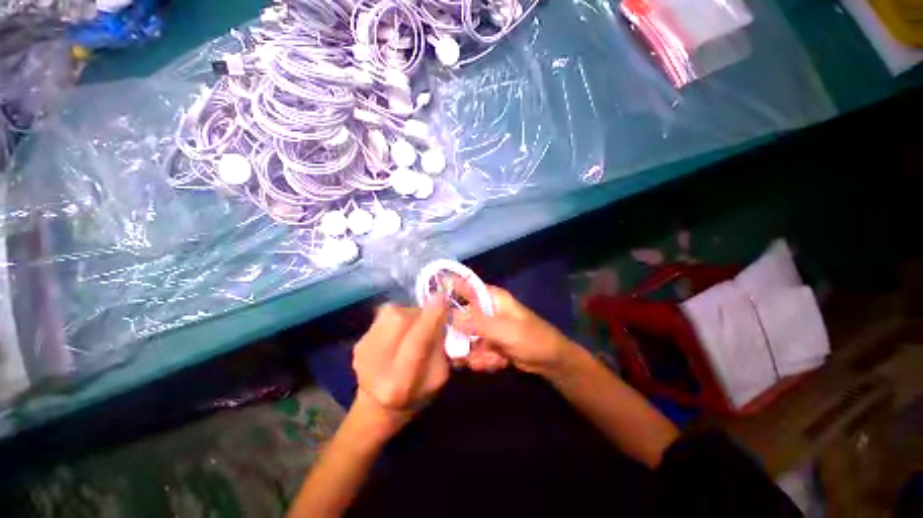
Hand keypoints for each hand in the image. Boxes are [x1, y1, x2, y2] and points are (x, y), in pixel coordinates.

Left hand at [352, 300, 448, 433]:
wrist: (377, 405)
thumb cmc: (417, 394)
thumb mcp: (439, 378)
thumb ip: (443, 348)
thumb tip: (443, 315)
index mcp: (399, 382)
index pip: (417, 342)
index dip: (430, 318)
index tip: (442, 297)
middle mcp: (375, 364)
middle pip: (401, 320)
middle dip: (420, 313)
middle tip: (430, 320)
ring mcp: (363, 349)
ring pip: (393, 313)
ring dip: (409, 314)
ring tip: (414, 327)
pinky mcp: (358, 340)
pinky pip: (385, 316)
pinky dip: (398, 318)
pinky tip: (399, 333)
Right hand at [455, 285, 574, 378]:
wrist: (549, 361)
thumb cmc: (530, 337)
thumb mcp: (503, 329)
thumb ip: (476, 323)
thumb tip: (450, 317)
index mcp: (490, 297)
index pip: (464, 286)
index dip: (448, 290)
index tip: (433, 306)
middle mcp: (484, 310)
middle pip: (459, 318)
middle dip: (462, 338)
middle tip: (464, 351)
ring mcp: (485, 328)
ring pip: (465, 338)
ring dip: (474, 353)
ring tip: (490, 358)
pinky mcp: (487, 343)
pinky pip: (473, 351)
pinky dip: (482, 360)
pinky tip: (496, 363)